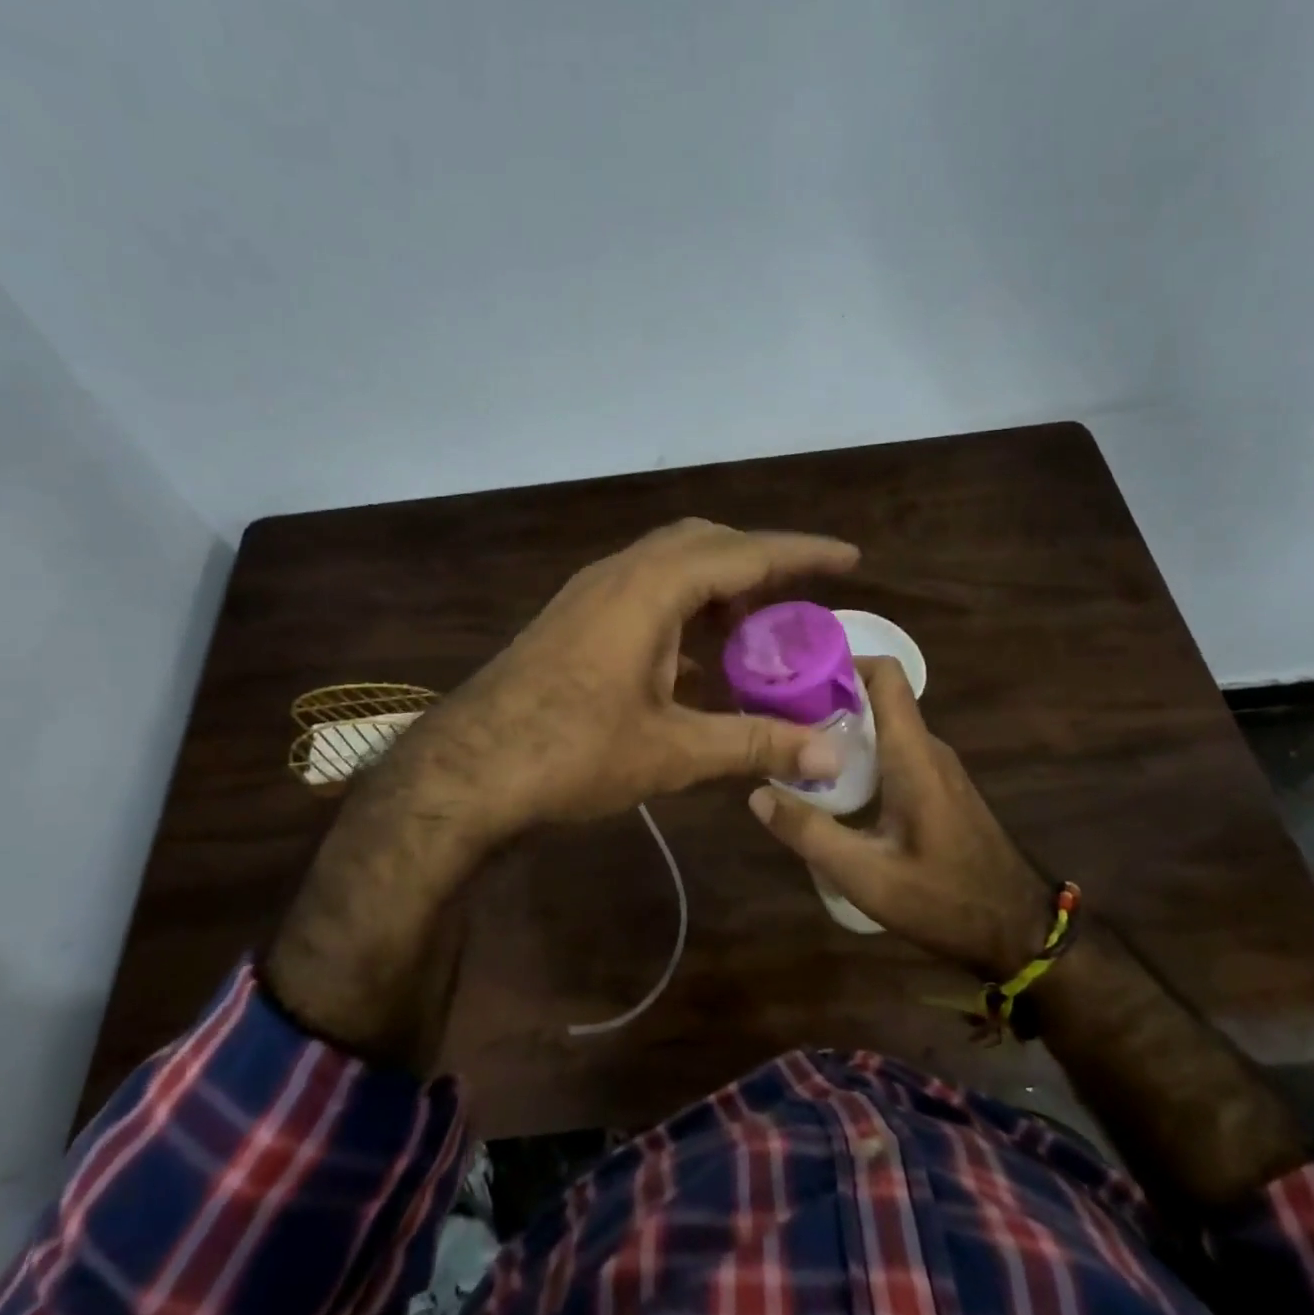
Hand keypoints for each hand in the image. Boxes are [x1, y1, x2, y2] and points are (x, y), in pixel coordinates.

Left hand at [265, 518, 857, 1067]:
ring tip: (753, 633)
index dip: (801, 553)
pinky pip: (642, 593)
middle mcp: (619, 575)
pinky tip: (694, 660)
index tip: (849, 558)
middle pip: (704, 543)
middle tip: (797, 603)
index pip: (744, 552)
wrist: (465, 771)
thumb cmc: (570, 753)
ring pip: (669, 566)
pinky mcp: (572, 620)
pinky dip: (682, 610)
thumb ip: (754, 743)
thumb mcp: (672, 751)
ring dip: (716, 588)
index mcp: (651, 589)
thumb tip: (829, 752)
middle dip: (757, 564)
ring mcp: (589, 594)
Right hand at [747, 656, 1051, 977]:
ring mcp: (937, 769)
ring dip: (841, 732)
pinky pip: (893, 753)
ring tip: (792, 753)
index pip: (885, 676)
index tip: (796, 679)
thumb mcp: (865, 876)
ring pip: (883, 729)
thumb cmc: (944, 900)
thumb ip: (809, 833)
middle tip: (777, 721)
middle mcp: (928, 750)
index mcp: (913, 755)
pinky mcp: (938, 790)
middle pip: (876, 700)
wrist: (1018, 932)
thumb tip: (757, 794)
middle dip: (827, 702)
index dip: (842, 663)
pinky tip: (831, 789)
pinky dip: (858, 756)